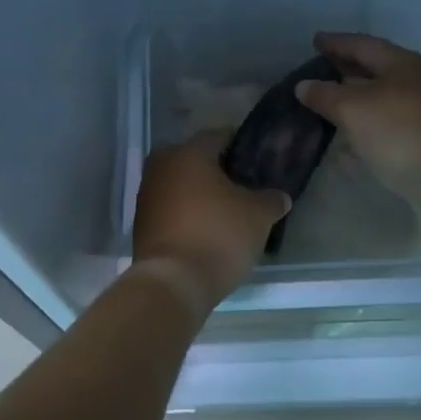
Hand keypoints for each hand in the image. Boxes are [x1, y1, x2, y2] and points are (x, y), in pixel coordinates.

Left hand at [132, 135, 290, 310]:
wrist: (173, 282)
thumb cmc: (218, 235)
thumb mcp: (258, 216)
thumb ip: (271, 199)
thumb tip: (279, 196)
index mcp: (189, 153)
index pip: (219, 136)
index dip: (241, 147)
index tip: (258, 161)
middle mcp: (161, 166)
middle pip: (195, 160)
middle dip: (217, 171)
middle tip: (242, 187)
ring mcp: (146, 195)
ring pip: (180, 184)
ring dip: (199, 194)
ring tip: (226, 212)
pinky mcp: (141, 224)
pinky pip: (170, 209)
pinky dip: (186, 214)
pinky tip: (206, 230)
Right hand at [295, 32, 420, 210]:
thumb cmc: (398, 133)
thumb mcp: (353, 110)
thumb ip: (324, 95)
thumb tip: (304, 86)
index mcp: (402, 63)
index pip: (362, 44)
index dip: (336, 42)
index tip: (314, 40)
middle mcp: (416, 80)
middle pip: (374, 67)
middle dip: (345, 68)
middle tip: (319, 68)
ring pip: (381, 95)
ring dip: (354, 96)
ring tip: (328, 100)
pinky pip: (386, 119)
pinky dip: (365, 120)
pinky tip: (347, 134)